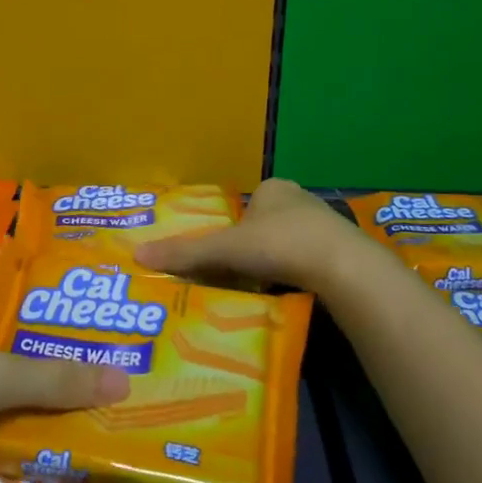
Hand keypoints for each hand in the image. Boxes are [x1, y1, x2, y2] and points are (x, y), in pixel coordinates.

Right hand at [136, 178, 368, 292]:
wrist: (343, 267)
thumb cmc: (280, 244)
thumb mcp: (225, 250)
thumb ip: (186, 253)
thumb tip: (138, 255)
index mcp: (272, 188)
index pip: (242, 207)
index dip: (229, 231)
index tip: (222, 256)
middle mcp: (299, 199)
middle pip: (264, 226)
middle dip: (251, 250)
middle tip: (235, 276)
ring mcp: (325, 225)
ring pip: (288, 244)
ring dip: (275, 264)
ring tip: (259, 289)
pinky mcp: (342, 251)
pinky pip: (309, 261)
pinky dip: (296, 275)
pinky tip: (288, 293)